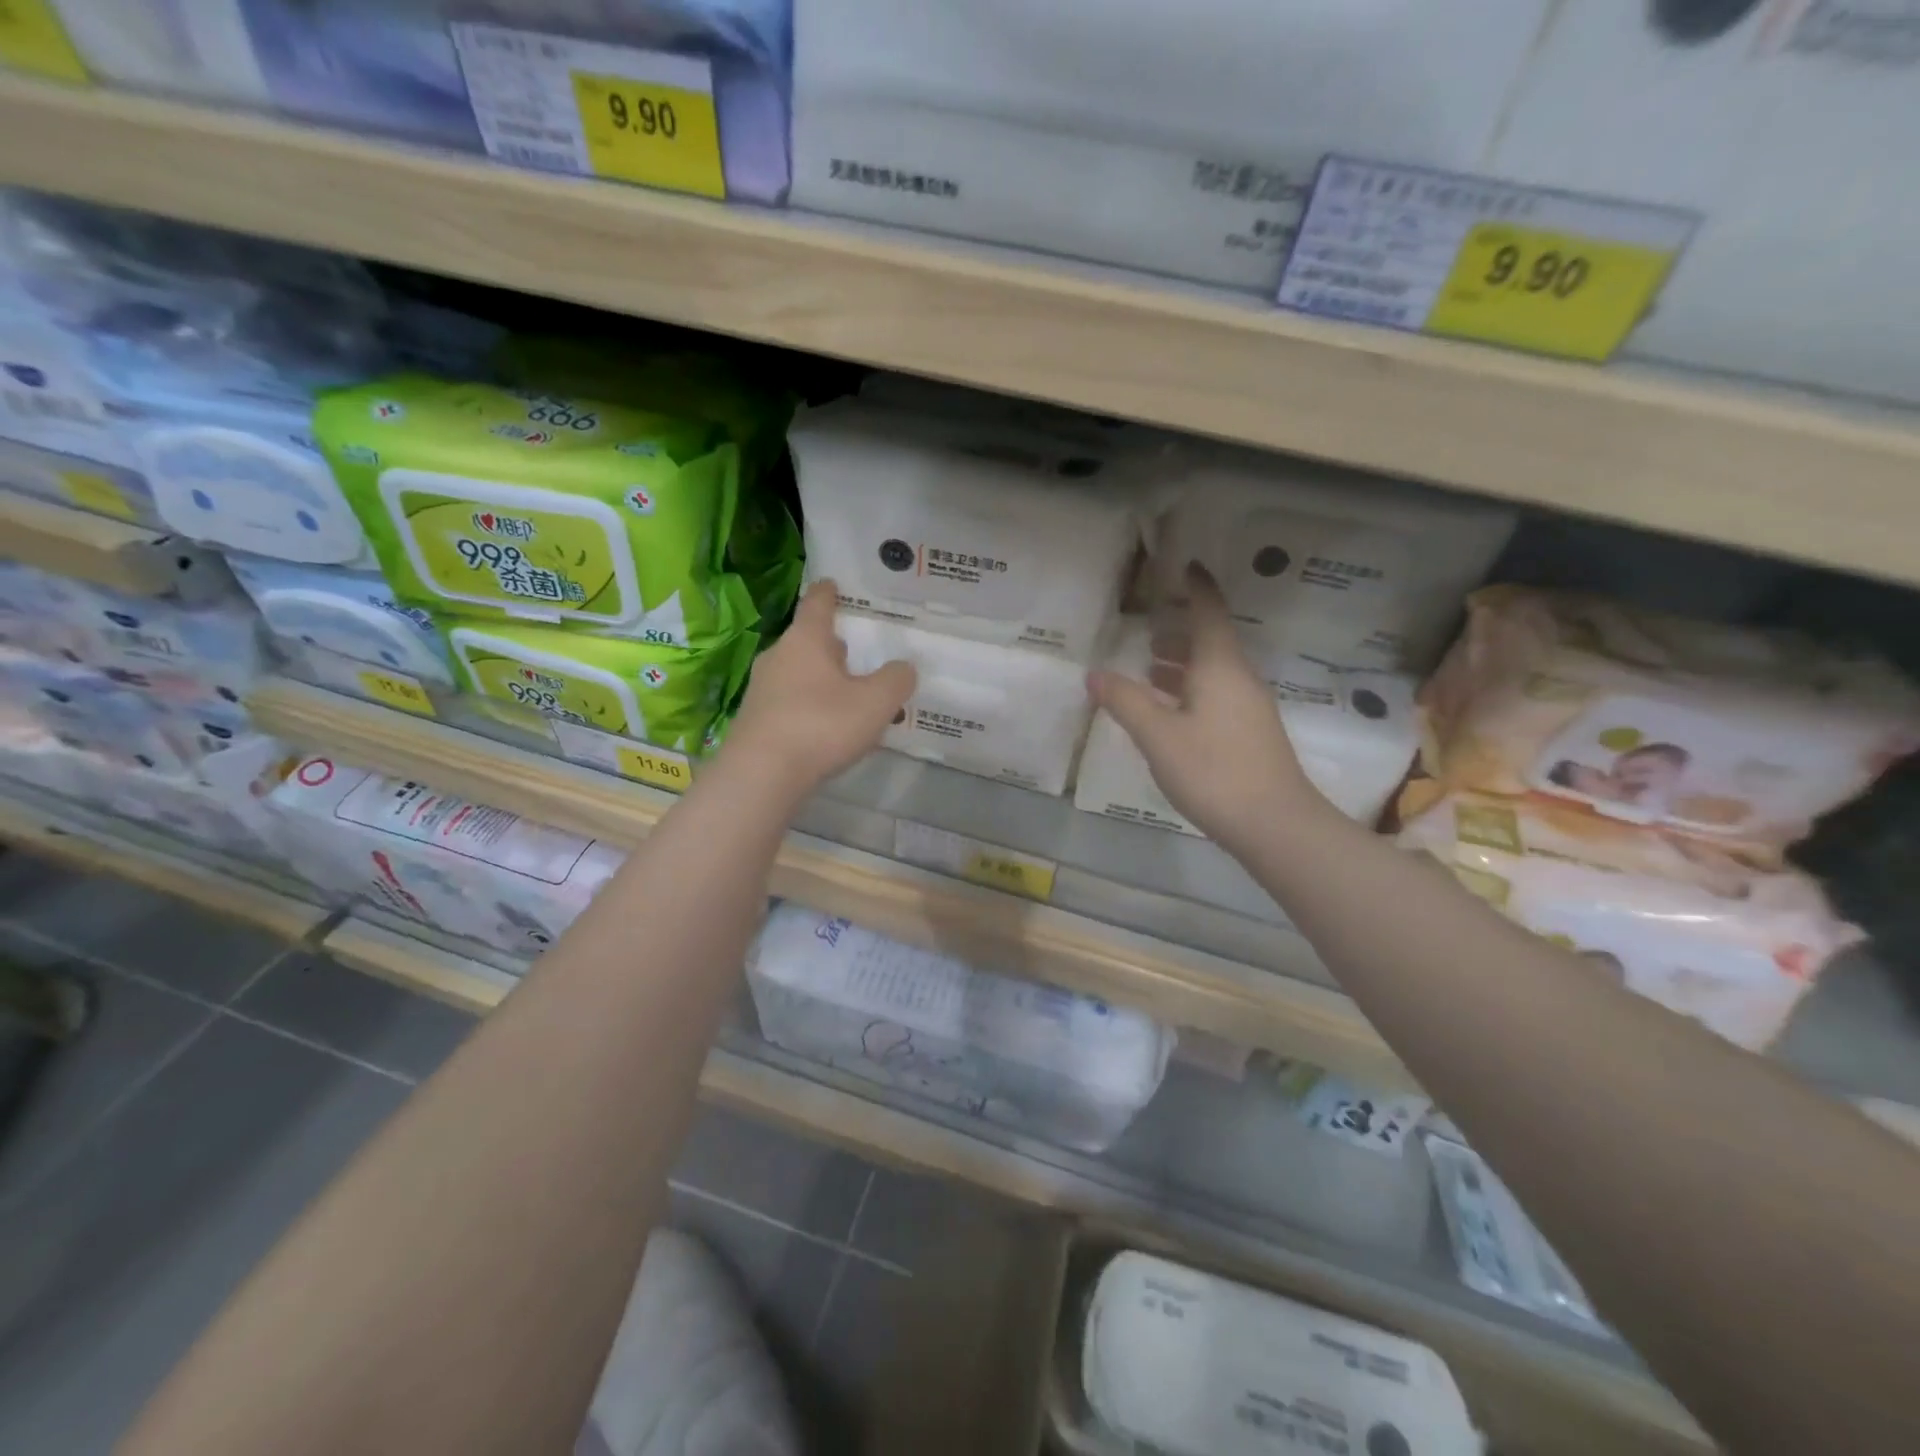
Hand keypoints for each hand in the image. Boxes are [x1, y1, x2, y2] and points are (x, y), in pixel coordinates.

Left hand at [722, 581, 915, 799]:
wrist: (761, 774)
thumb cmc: (821, 725)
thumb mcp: (875, 702)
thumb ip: (896, 680)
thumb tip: (903, 668)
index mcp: (806, 640)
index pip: (818, 604)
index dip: (829, 593)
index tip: (833, 584)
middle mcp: (779, 656)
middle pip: (808, 642)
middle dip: (831, 646)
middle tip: (855, 653)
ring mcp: (762, 689)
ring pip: (798, 674)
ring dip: (822, 680)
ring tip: (848, 697)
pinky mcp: (755, 720)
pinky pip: (790, 703)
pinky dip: (810, 707)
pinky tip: (827, 729)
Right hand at [1088, 564, 1318, 856]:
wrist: (1275, 825)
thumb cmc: (1213, 771)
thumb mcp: (1158, 736)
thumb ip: (1125, 701)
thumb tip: (1094, 673)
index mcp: (1220, 667)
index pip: (1209, 612)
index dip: (1197, 587)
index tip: (1184, 566)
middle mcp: (1239, 679)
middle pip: (1211, 642)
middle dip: (1181, 631)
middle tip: (1148, 630)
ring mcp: (1249, 708)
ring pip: (1213, 671)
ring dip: (1183, 664)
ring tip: (1151, 667)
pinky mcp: (1250, 734)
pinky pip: (1217, 695)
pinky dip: (1191, 689)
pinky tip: (1171, 712)